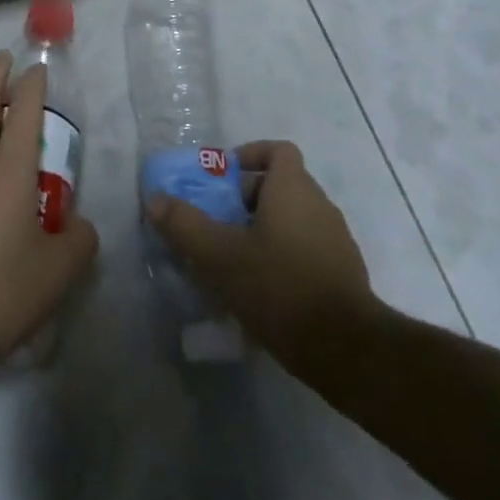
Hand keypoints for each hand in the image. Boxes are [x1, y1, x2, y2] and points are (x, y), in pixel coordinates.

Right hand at [148, 140, 382, 383]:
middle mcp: (320, 205)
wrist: (345, 350)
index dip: (249, 155)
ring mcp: (336, 241)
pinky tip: (259, 290)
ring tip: (232, 259)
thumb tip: (154, 200)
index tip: (223, 178)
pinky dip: (281, 257)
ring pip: (292, 220)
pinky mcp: (342, 274)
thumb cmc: (279, 286)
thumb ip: (184, 224)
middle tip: (216, 223)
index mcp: (294, 189)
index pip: (278, 150)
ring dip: (262, 230)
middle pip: (280, 185)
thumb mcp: (219, 255)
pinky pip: (305, 249)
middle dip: (245, 199)